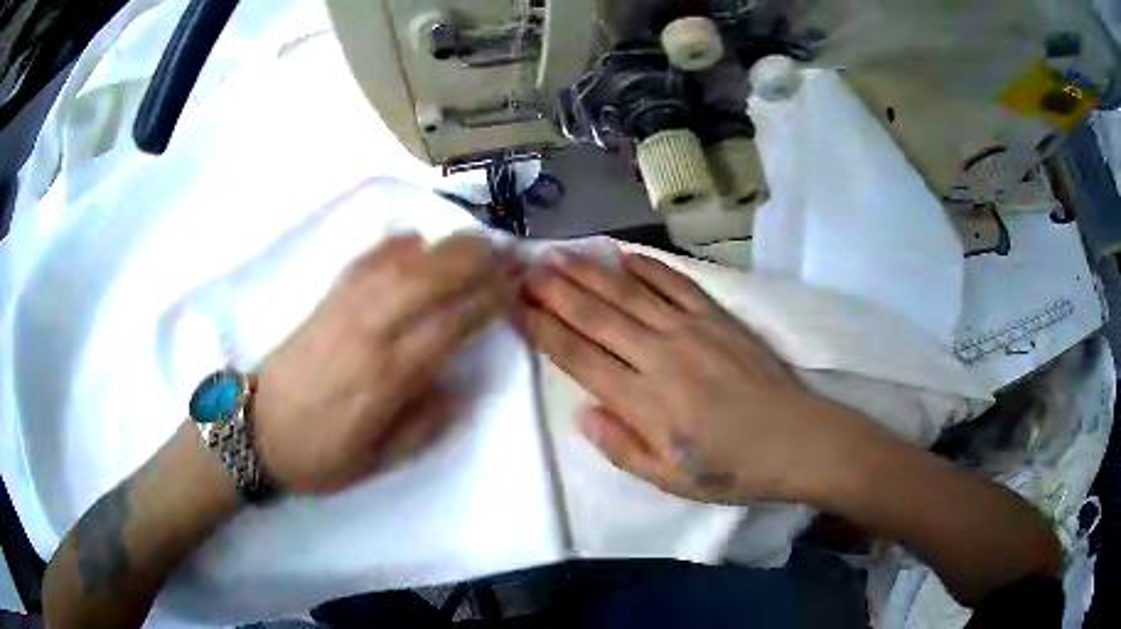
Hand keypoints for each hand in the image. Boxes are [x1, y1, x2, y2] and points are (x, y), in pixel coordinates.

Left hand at [253, 233, 519, 494]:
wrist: (255, 430)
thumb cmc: (319, 454)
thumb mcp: (379, 461)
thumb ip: (427, 425)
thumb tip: (461, 387)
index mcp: (387, 377)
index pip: (451, 324)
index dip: (489, 300)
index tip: (517, 287)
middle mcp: (369, 331)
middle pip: (430, 278)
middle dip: (475, 260)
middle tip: (508, 253)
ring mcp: (344, 307)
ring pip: (402, 261)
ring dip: (445, 246)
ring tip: (475, 242)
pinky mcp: (326, 298)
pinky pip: (367, 259)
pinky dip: (398, 245)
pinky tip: (417, 241)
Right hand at [518, 252, 872, 504]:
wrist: (796, 440)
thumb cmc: (731, 468)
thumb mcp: (670, 479)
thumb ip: (621, 447)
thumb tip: (582, 413)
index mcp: (644, 401)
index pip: (579, 357)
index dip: (542, 329)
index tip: (515, 306)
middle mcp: (659, 356)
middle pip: (596, 315)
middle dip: (554, 290)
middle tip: (523, 268)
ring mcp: (691, 330)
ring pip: (628, 293)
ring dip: (589, 272)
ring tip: (558, 254)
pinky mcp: (718, 317)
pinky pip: (676, 284)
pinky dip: (648, 266)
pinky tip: (623, 254)